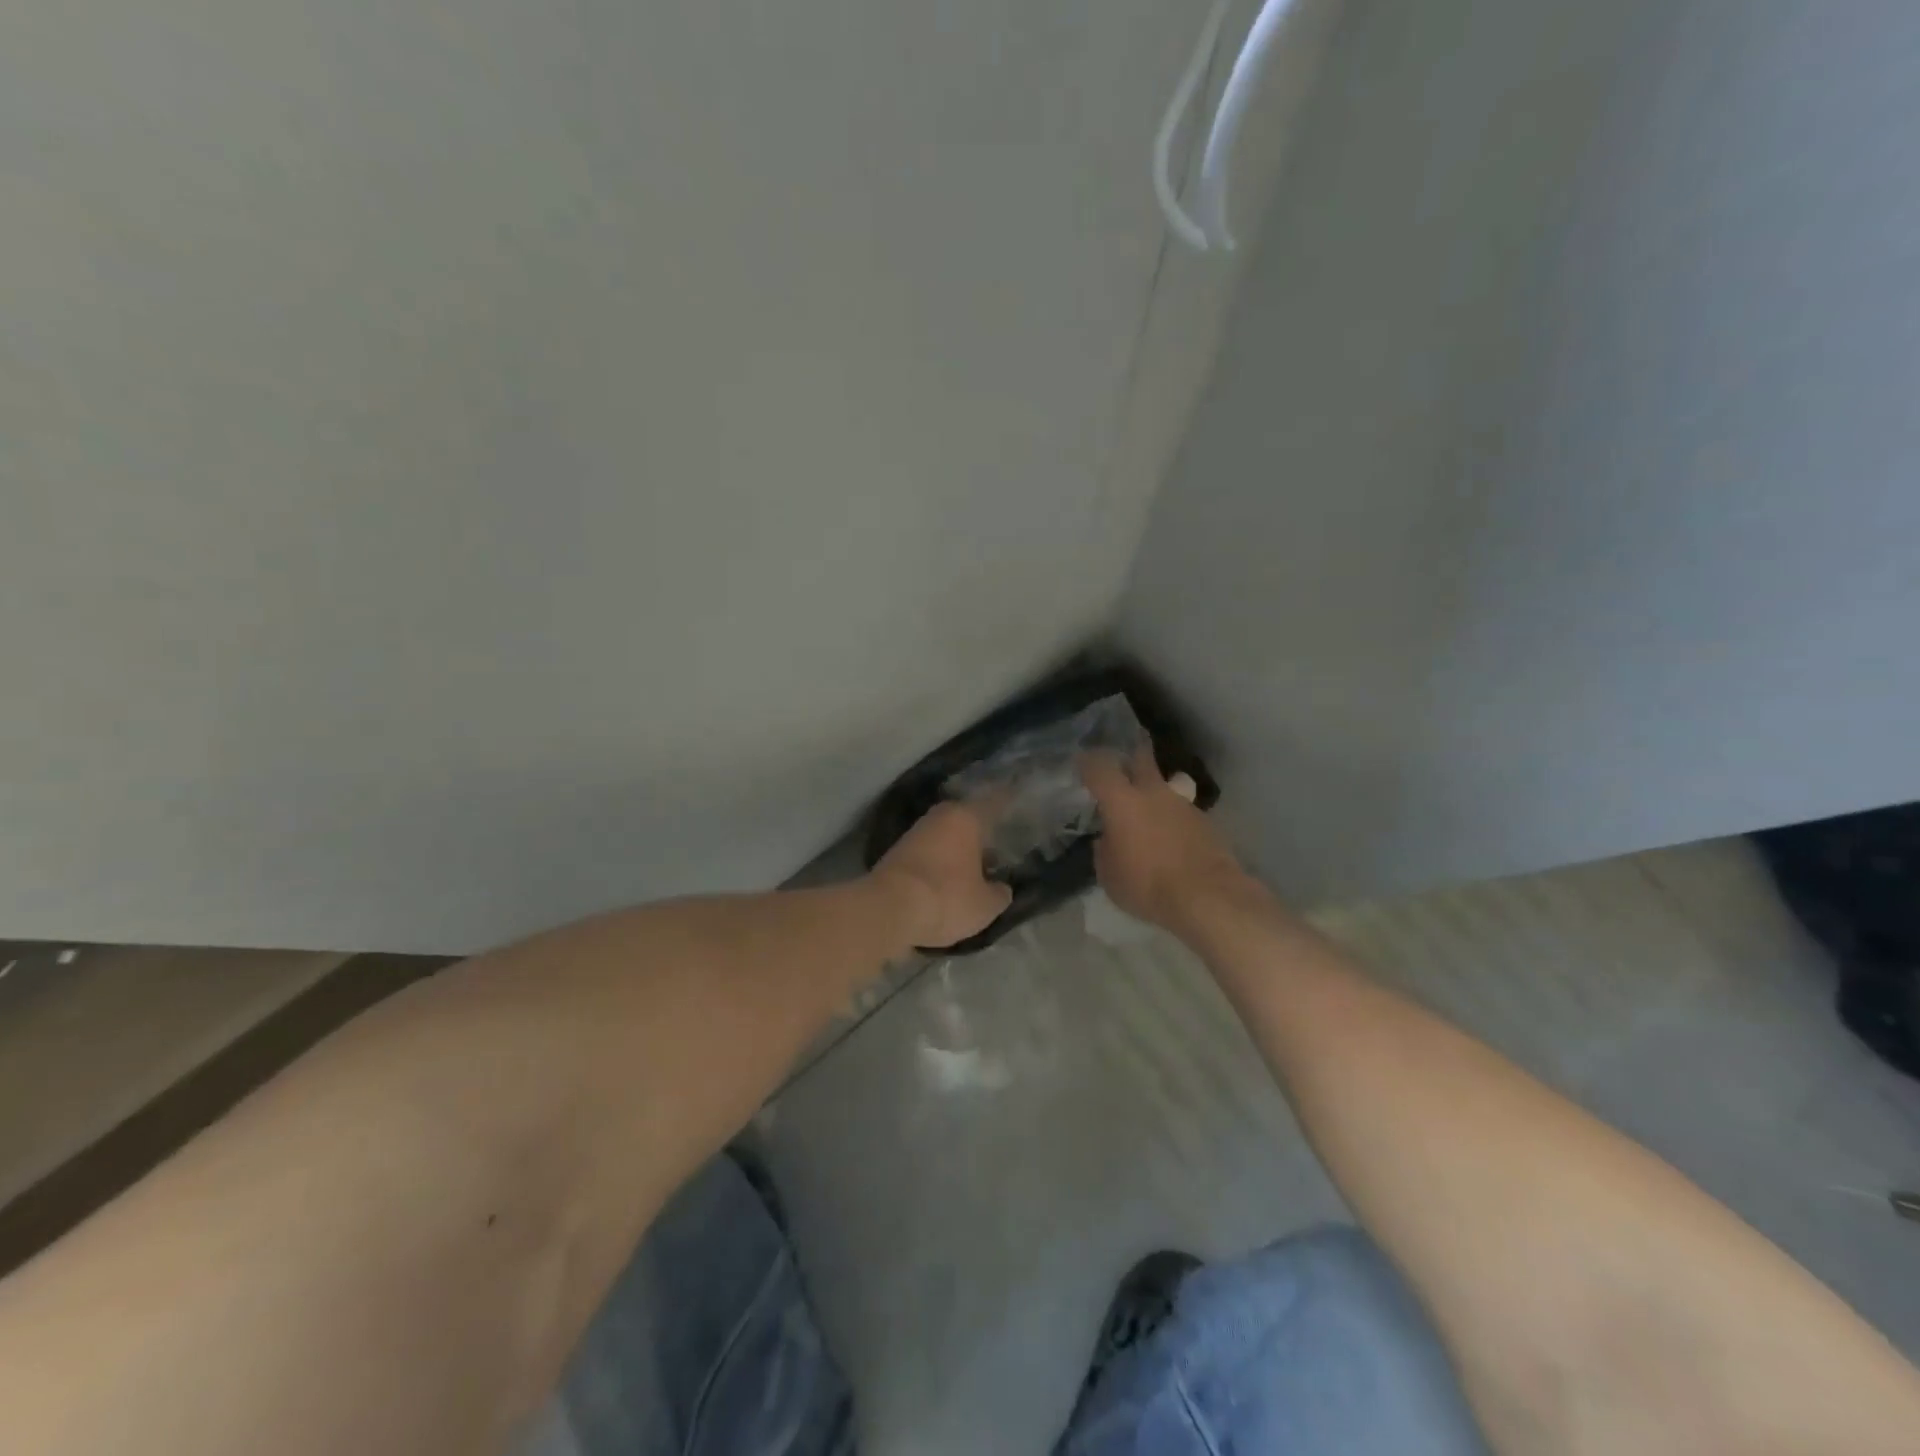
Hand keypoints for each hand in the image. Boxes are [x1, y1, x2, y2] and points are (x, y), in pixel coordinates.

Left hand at [870, 802, 1013, 949]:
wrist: (887, 909)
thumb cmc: (946, 897)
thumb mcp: (985, 905)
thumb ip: (999, 893)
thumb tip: (1001, 888)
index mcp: (965, 817)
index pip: (994, 803)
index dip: (1007, 802)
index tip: (1017, 800)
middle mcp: (939, 816)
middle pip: (966, 819)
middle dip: (980, 832)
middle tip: (998, 848)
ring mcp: (914, 833)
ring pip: (945, 835)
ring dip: (958, 849)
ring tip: (974, 869)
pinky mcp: (896, 853)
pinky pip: (928, 852)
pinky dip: (939, 861)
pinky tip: (948, 878)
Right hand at [1082, 748, 1246, 928]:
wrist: (1207, 896)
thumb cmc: (1147, 885)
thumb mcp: (1109, 875)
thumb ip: (1105, 850)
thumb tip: (1108, 840)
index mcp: (1122, 802)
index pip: (1099, 768)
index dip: (1088, 762)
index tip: (1083, 762)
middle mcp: (1153, 793)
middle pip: (1142, 758)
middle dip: (1132, 752)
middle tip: (1125, 752)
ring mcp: (1183, 804)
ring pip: (1165, 786)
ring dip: (1155, 792)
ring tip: (1149, 809)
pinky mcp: (1205, 821)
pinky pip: (1181, 812)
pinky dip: (1173, 819)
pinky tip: (1171, 838)